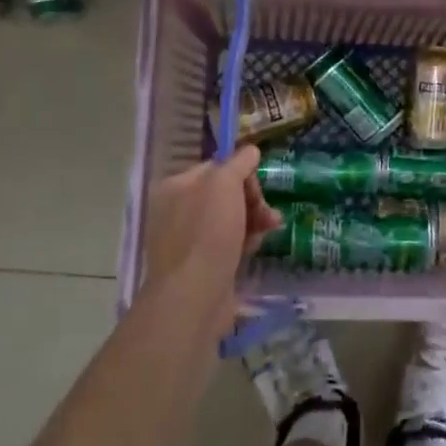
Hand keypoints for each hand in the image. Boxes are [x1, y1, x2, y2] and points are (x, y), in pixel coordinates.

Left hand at [143, 147, 281, 339]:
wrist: (195, 295)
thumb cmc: (208, 233)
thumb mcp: (224, 185)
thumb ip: (238, 163)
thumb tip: (250, 151)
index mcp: (175, 187)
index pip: (216, 167)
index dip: (241, 174)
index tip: (256, 188)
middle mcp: (176, 211)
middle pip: (225, 194)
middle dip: (252, 200)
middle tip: (267, 213)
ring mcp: (187, 240)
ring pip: (230, 219)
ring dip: (254, 220)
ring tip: (270, 229)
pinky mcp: (200, 265)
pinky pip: (228, 244)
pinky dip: (244, 243)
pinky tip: (254, 250)